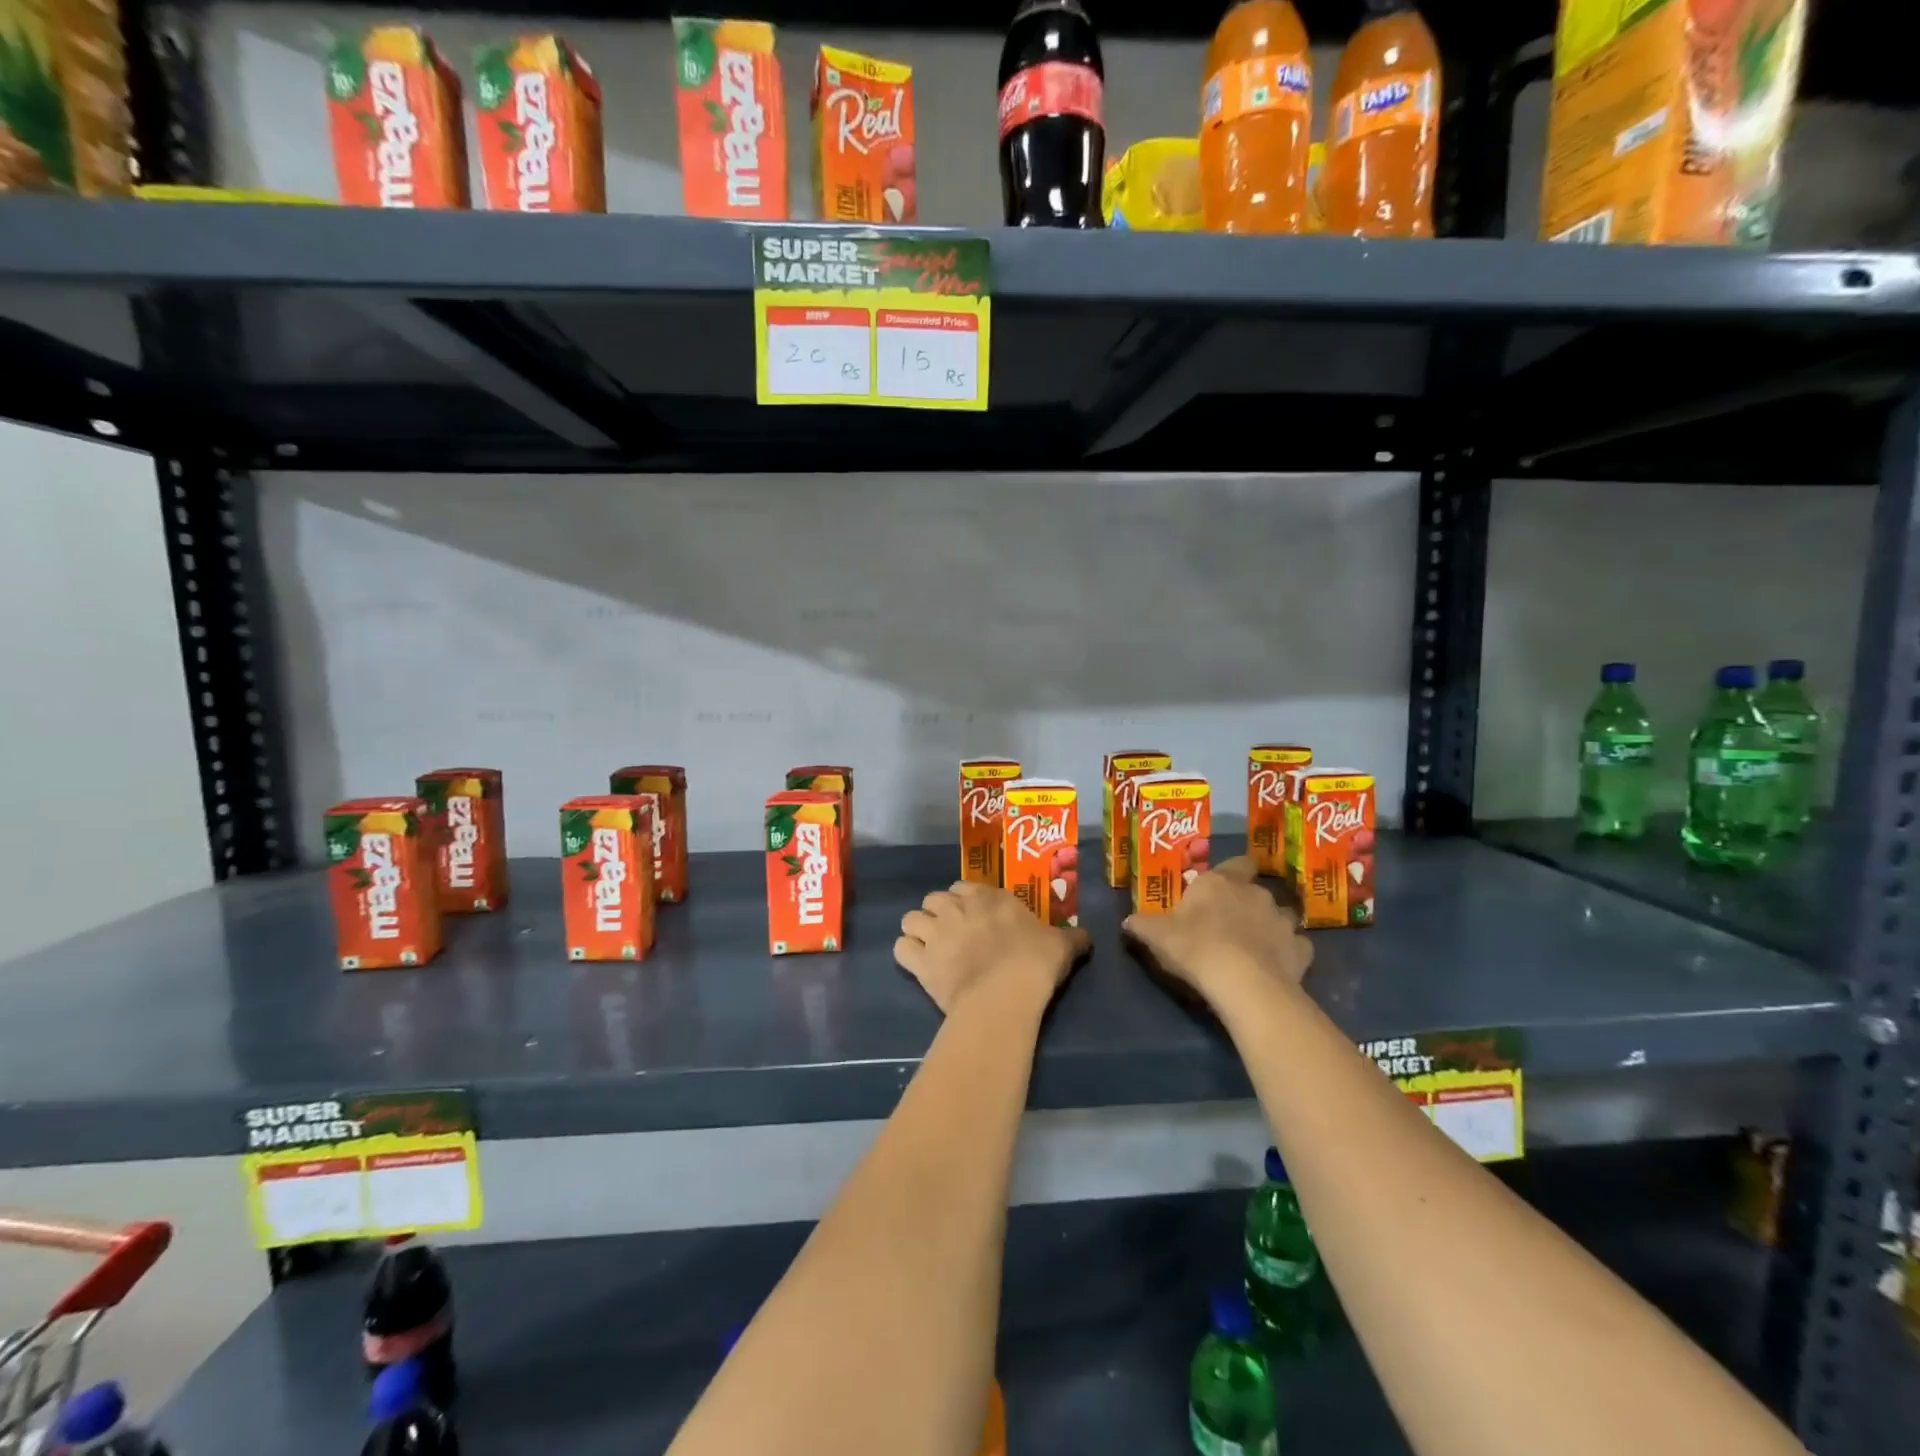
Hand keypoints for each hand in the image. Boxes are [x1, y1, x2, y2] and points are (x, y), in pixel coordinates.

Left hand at [895, 881, 1090, 1016]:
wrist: (1007, 992)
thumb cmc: (1035, 963)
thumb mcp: (1062, 945)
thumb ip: (1072, 938)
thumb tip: (1087, 937)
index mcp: (988, 897)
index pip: (963, 887)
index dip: (964, 901)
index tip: (973, 917)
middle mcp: (956, 907)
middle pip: (932, 899)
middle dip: (938, 913)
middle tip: (951, 933)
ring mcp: (935, 932)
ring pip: (910, 919)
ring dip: (917, 930)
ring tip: (928, 947)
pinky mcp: (920, 960)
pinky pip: (901, 949)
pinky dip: (906, 956)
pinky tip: (917, 965)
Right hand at [1122, 856, 1312, 1007]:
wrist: (1242, 981)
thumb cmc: (1195, 946)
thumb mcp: (1157, 935)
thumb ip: (1143, 925)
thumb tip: (1128, 921)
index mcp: (1220, 882)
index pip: (1237, 863)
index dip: (1233, 872)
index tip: (1223, 887)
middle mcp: (1255, 893)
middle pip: (1256, 891)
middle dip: (1248, 904)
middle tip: (1231, 924)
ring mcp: (1282, 921)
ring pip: (1281, 916)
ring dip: (1271, 926)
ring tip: (1257, 946)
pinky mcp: (1301, 950)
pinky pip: (1297, 946)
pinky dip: (1289, 953)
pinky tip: (1278, 966)